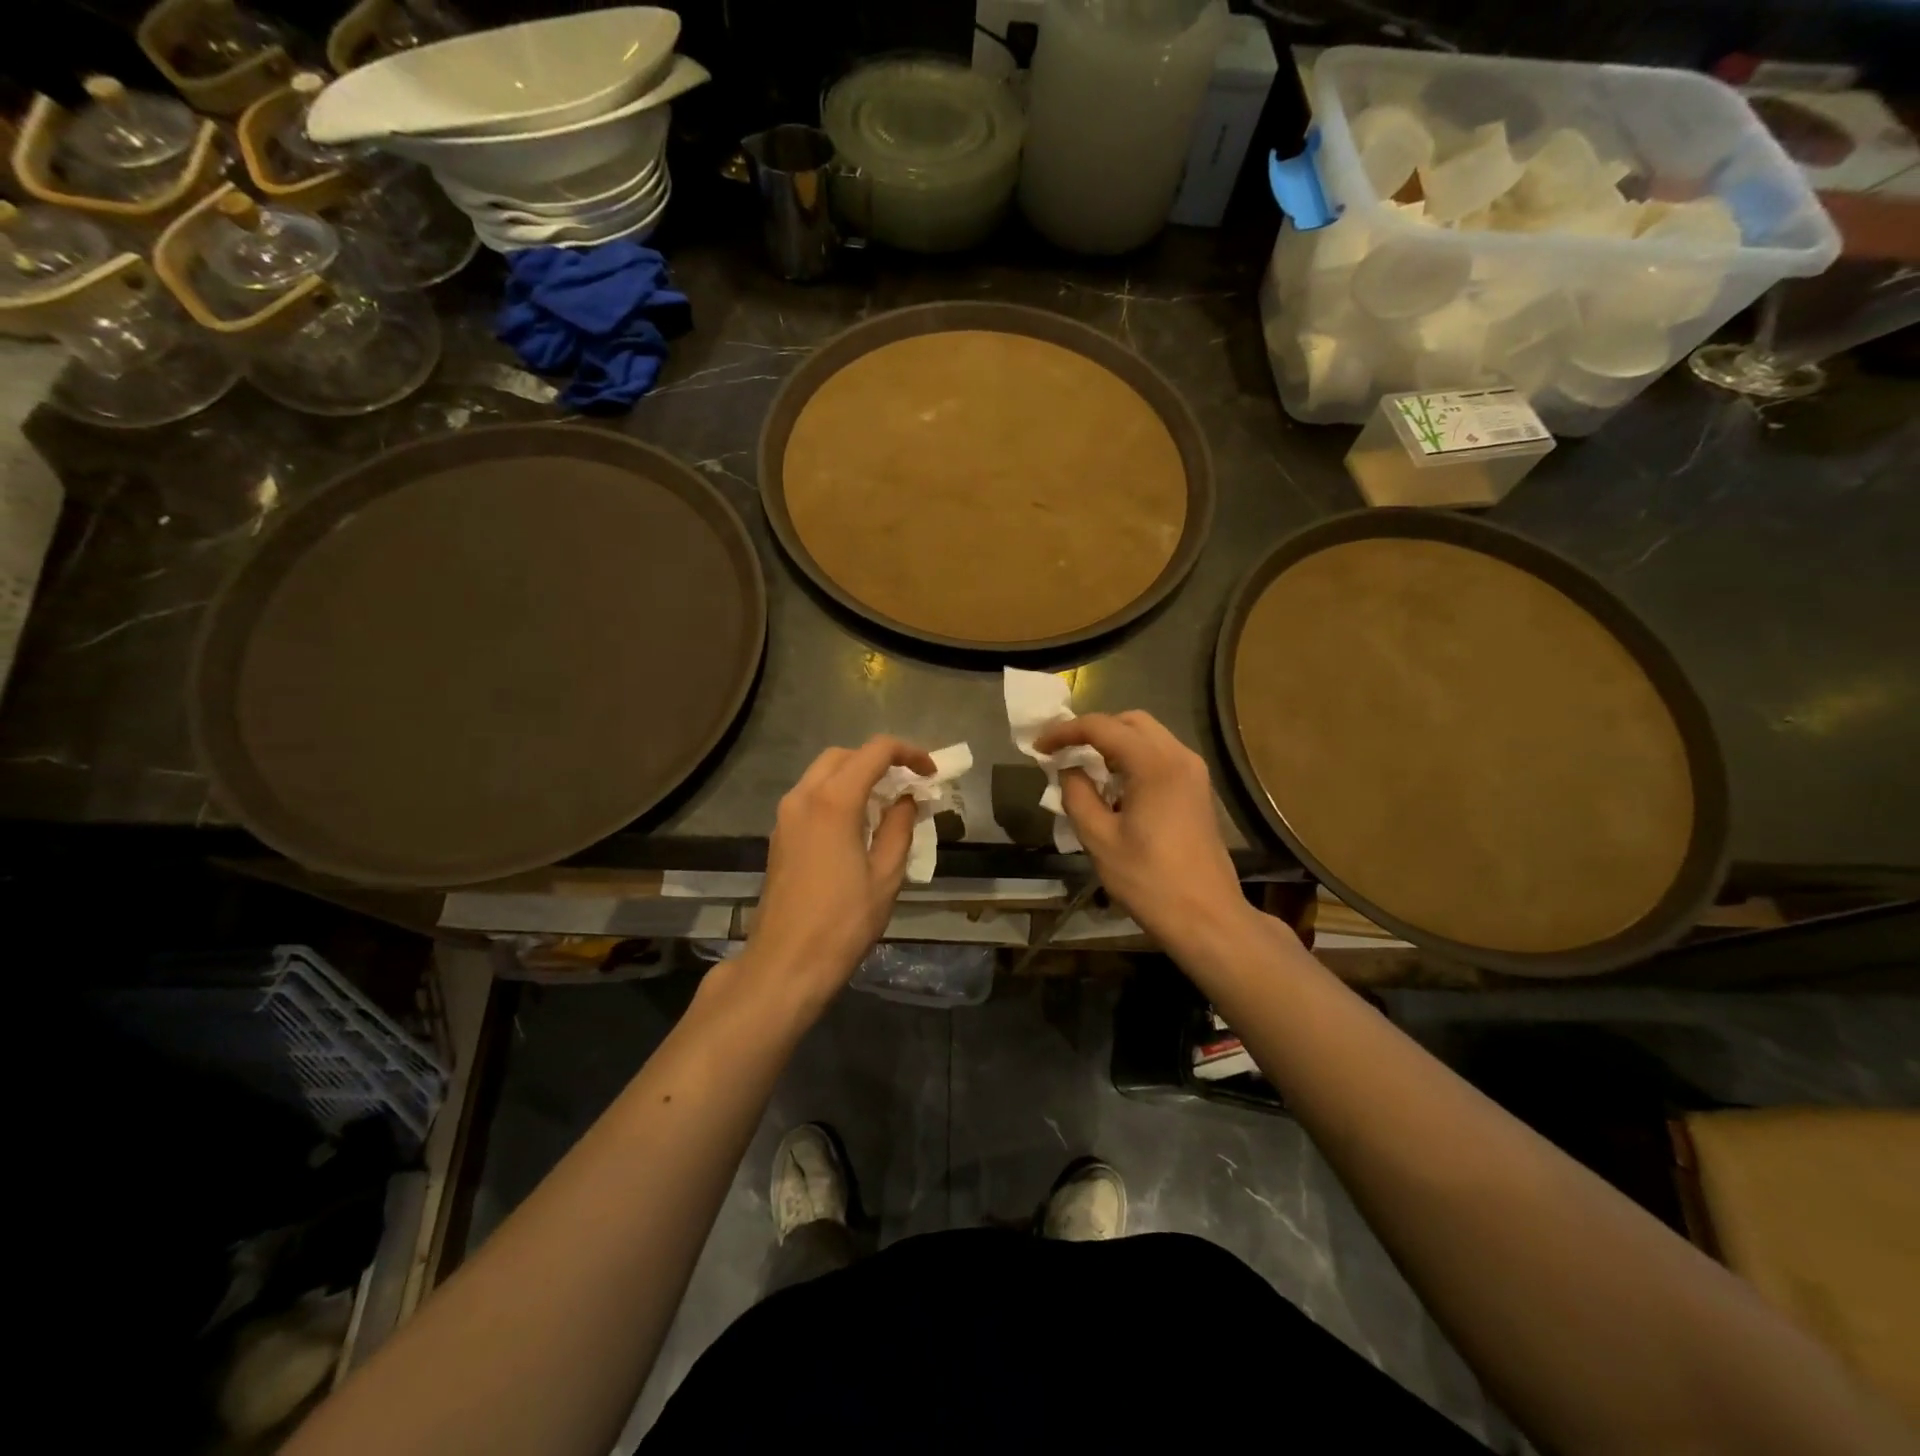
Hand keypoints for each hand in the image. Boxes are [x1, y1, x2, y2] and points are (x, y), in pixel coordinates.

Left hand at [739, 735, 936, 1003]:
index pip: (875, 752)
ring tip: (887, 802)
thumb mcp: (885, 875)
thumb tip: (907, 799)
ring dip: (856, 776)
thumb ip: (899, 827)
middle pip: (844, 756)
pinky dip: (837, 794)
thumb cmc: (843, 922)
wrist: (786, 963)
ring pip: (823, 774)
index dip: (908, 753)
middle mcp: (803, 797)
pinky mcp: (779, 836)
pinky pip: (811, 796)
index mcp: (833, 801)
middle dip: (878, 760)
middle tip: (908, 783)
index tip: (931, 772)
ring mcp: (786, 816)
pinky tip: (858, 823)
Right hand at [1036, 711, 1250, 951]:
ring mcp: (1193, 772)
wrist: (1206, 917)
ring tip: (1084, 769)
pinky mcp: (1197, 790)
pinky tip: (1114, 787)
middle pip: (1130, 722)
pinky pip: (1160, 757)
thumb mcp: (1099, 839)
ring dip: (1113, 745)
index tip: (1039, 747)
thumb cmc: (1149, 880)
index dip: (1065, 732)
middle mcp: (1179, 756)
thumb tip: (1068, 769)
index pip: (1101, 727)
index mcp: (1154, 764)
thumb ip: (1077, 795)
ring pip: (1147, 737)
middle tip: (1063, 753)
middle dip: (1092, 731)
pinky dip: (1132, 759)